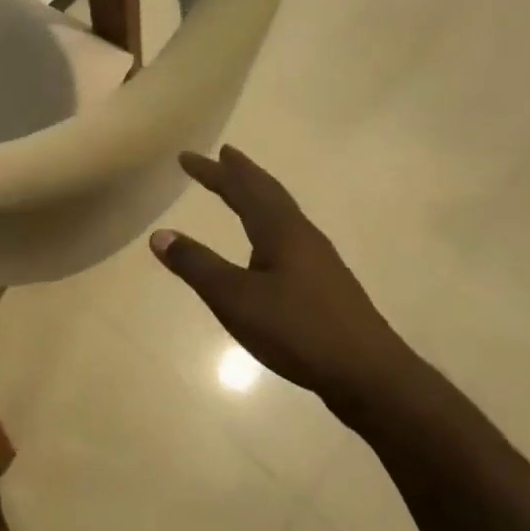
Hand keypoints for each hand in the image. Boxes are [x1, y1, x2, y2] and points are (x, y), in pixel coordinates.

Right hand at [151, 147, 422, 428]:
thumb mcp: (235, 299)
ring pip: (282, 214)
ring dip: (258, 196)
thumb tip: (160, 234)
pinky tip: (266, 246)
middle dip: (242, 173)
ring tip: (242, 191)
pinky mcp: (325, 284)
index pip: (242, 190)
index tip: (186, 156)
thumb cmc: (298, 331)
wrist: (369, 375)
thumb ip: (197, 266)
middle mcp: (302, 236)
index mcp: (281, 231)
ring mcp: (318, 260)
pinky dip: (269, 223)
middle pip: (269, 193)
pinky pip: (289, 236)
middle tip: (223, 155)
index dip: (213, 173)